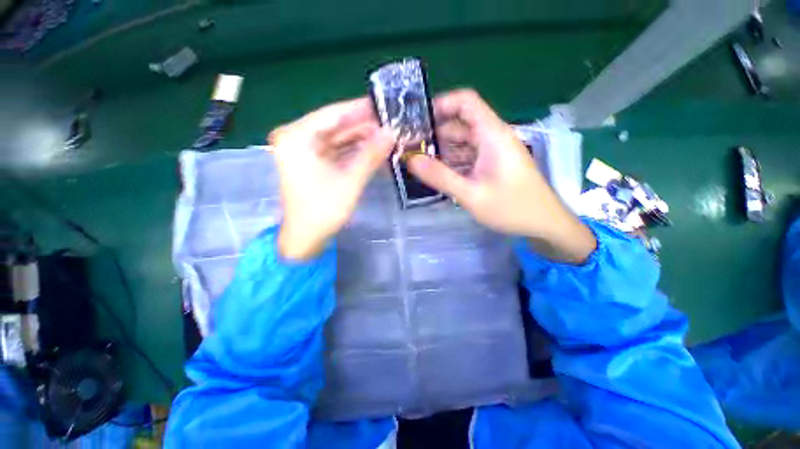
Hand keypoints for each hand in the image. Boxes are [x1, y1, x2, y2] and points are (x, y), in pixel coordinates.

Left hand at [269, 98, 393, 260]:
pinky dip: (355, 152)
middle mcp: (297, 138)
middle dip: (364, 126)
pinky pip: (337, 151)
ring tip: (388, 136)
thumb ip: (371, 155)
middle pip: (336, 126)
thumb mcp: (350, 181)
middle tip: (391, 123)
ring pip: (338, 139)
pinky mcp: (313, 163)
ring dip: (362, 139)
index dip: (360, 109)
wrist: (305, 239)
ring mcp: (304, 151)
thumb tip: (392, 132)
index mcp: (296, 137)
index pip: (333, 114)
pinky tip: (374, 150)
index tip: (384, 103)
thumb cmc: (323, 210)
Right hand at [407, 89, 595, 263]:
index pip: (465, 101)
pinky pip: (467, 156)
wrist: (544, 223)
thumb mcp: (472, 195)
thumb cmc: (512, 208)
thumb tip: (411, 160)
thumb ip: (440, 177)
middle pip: (459, 124)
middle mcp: (492, 137)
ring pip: (462, 142)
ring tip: (419, 163)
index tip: (418, 121)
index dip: (441, 104)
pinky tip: (438, 175)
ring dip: (442, 151)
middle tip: (411, 149)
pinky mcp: (492, 164)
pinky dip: (452, 162)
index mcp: (492, 135)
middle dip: (434, 134)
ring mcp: (492, 152)